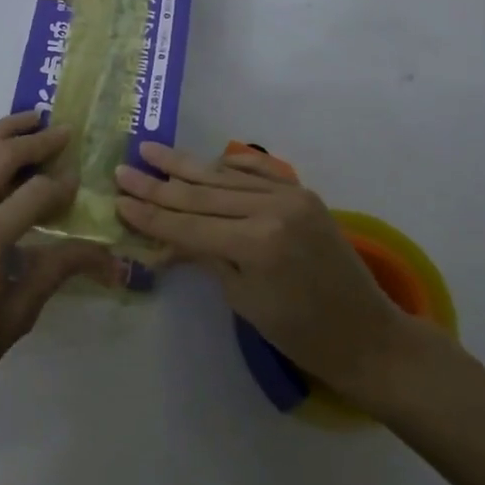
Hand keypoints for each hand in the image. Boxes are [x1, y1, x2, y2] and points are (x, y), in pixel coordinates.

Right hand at [115, 143, 415, 403]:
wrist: (366, 333)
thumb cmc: (300, 333)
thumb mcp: (243, 300)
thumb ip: (205, 256)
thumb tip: (166, 236)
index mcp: (256, 243)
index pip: (188, 224)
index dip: (150, 213)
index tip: (118, 198)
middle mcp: (272, 209)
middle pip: (202, 194)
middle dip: (159, 184)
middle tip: (124, 169)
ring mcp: (291, 195)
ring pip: (225, 177)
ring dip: (186, 166)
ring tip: (152, 151)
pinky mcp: (303, 193)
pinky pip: (259, 170)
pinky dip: (231, 164)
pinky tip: (208, 159)